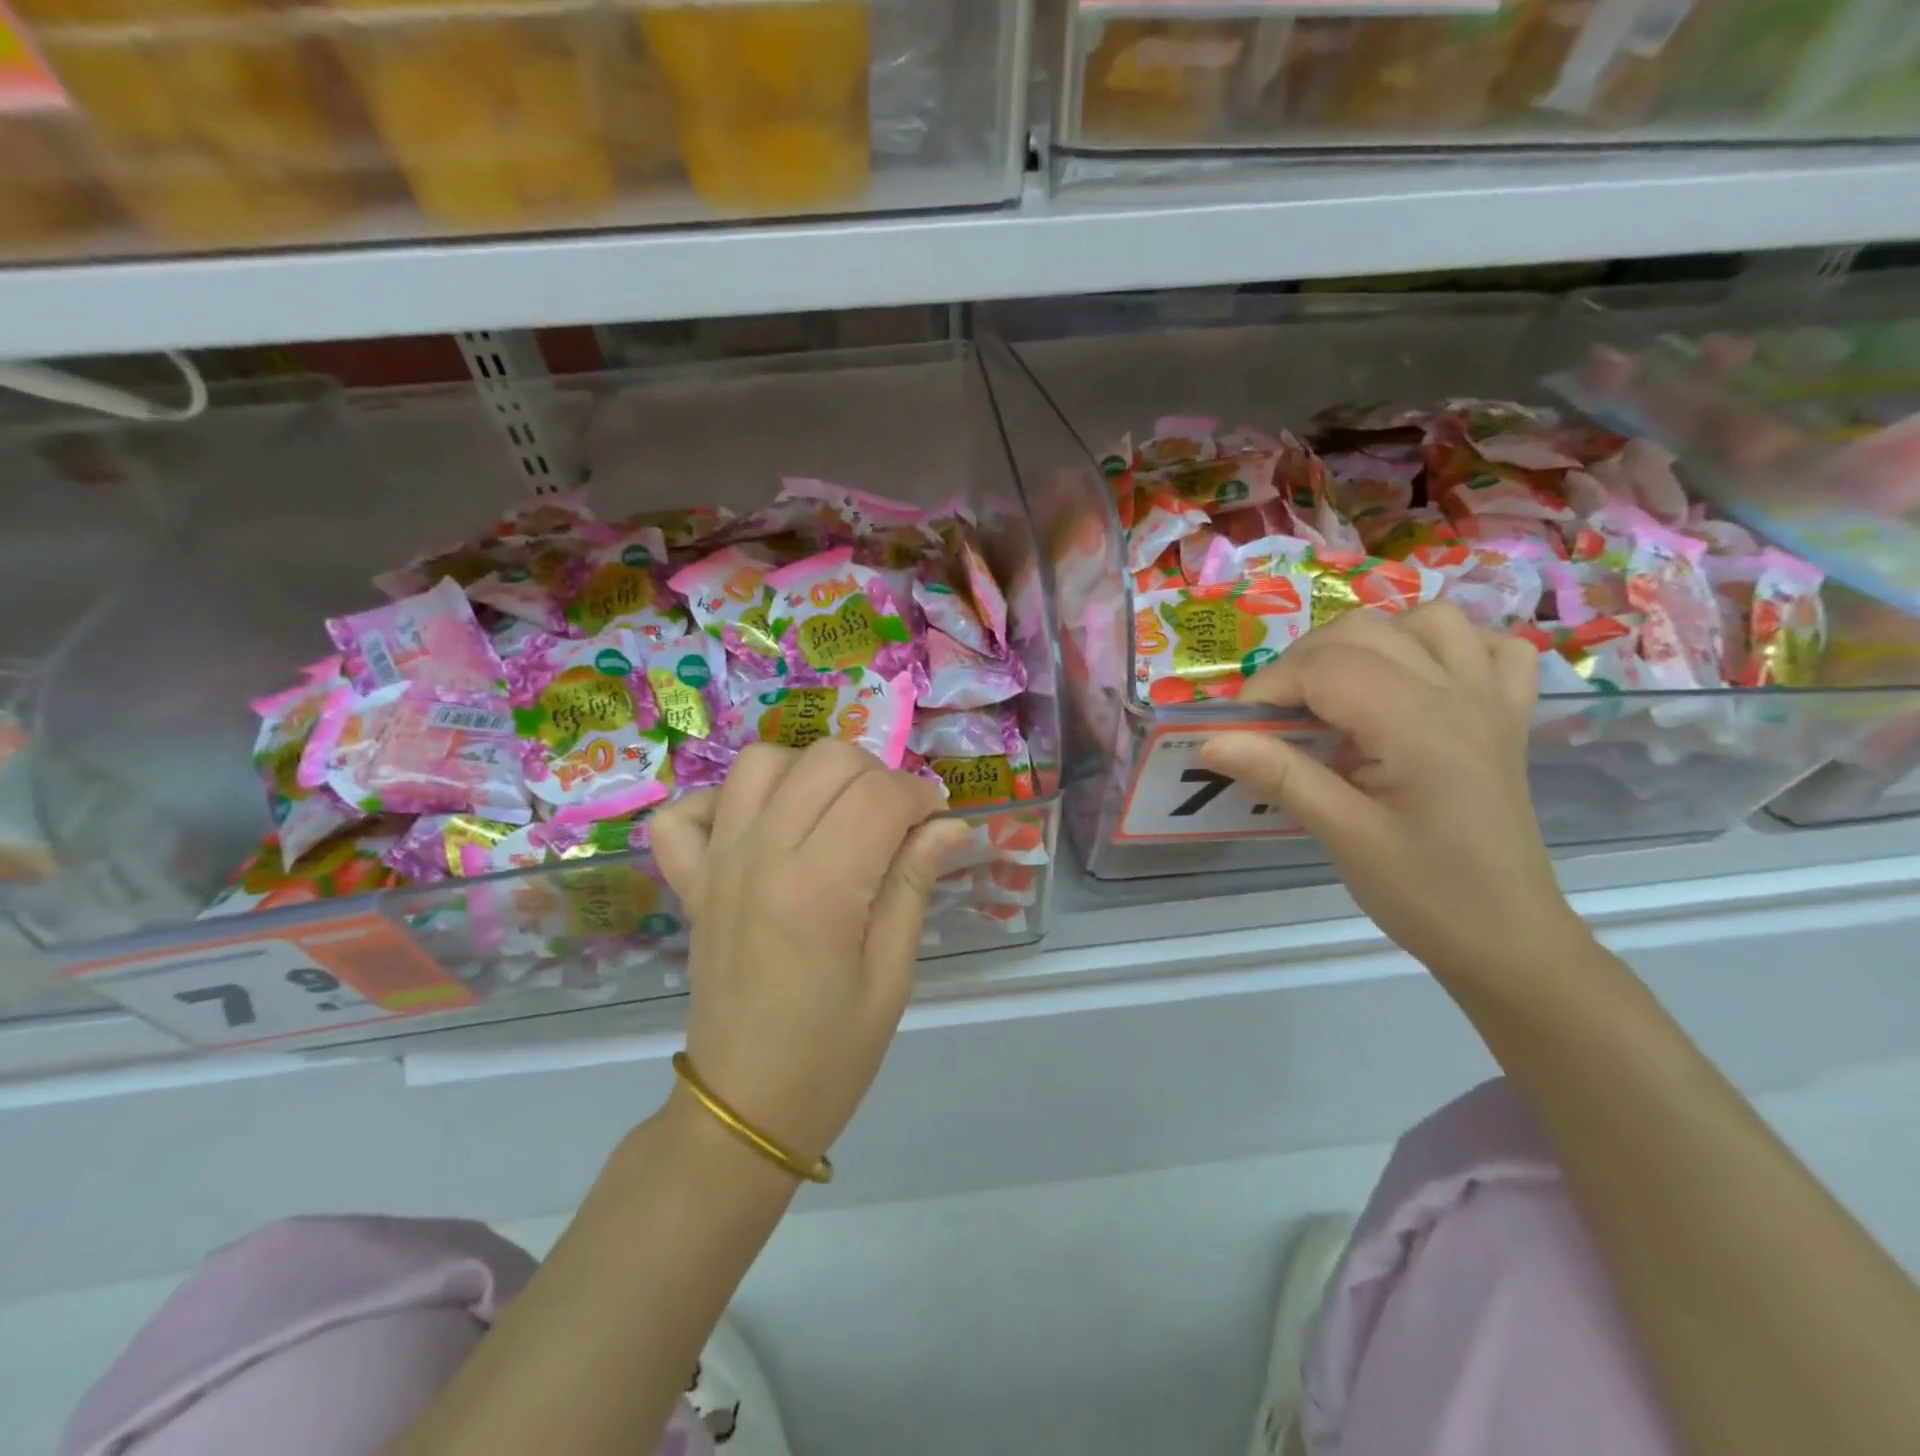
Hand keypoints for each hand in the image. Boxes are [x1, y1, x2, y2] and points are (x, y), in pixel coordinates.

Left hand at [650, 741, 968, 1166]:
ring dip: (809, 773)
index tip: (935, 824)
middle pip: (826, 759)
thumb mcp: (892, 975)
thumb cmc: (832, 1053)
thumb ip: (913, 884)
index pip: (880, 794)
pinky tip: (758, 829)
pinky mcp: (690, 880)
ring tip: (833, 815)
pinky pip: (688, 812)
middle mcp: (762, 856)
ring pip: (761, 762)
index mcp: (821, 887)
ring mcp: (717, 863)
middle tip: (893, 822)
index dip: (921, 796)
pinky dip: (724, 803)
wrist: (743, 1107)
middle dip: (874, 776)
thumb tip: (949, 824)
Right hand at [1199, 603, 1586, 984]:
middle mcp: (1458, 694)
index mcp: (1419, 725)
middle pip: (1363, 631)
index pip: (1325, 667)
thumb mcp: (1345, 838)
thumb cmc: (1425, 894)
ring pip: (1426, 620)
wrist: (1508, 938)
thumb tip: (1211, 740)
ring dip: (1369, 641)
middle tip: (1275, 719)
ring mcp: (1490, 700)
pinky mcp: (1505, 716)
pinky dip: (1445, 646)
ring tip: (1338, 689)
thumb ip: (1281, 776)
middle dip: (1301, 663)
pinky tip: (1417, 680)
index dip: (1268, 688)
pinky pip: (1487, 646)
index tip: (1237, 730)